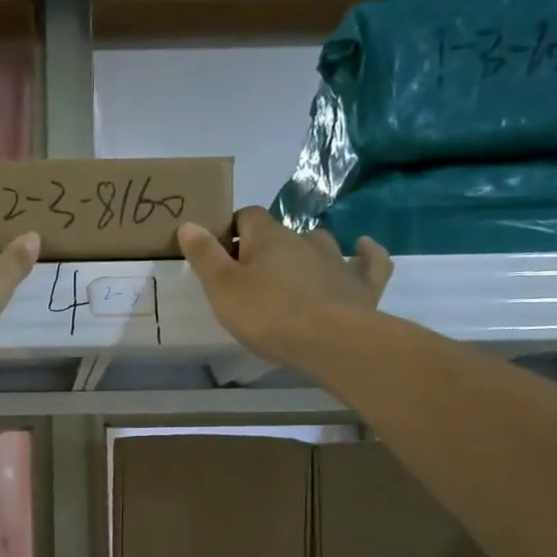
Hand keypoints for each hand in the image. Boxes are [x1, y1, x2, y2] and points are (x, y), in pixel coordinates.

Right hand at [177, 208, 392, 369]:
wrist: (331, 341)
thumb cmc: (268, 314)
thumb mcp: (222, 288)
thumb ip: (204, 255)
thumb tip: (188, 223)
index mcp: (268, 237)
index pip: (246, 215)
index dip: (232, 230)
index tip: (221, 253)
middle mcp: (304, 239)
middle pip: (280, 232)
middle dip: (266, 247)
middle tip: (251, 276)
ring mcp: (337, 259)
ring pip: (319, 243)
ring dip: (307, 251)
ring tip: (295, 271)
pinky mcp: (362, 283)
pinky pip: (368, 260)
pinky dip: (364, 254)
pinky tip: (363, 249)